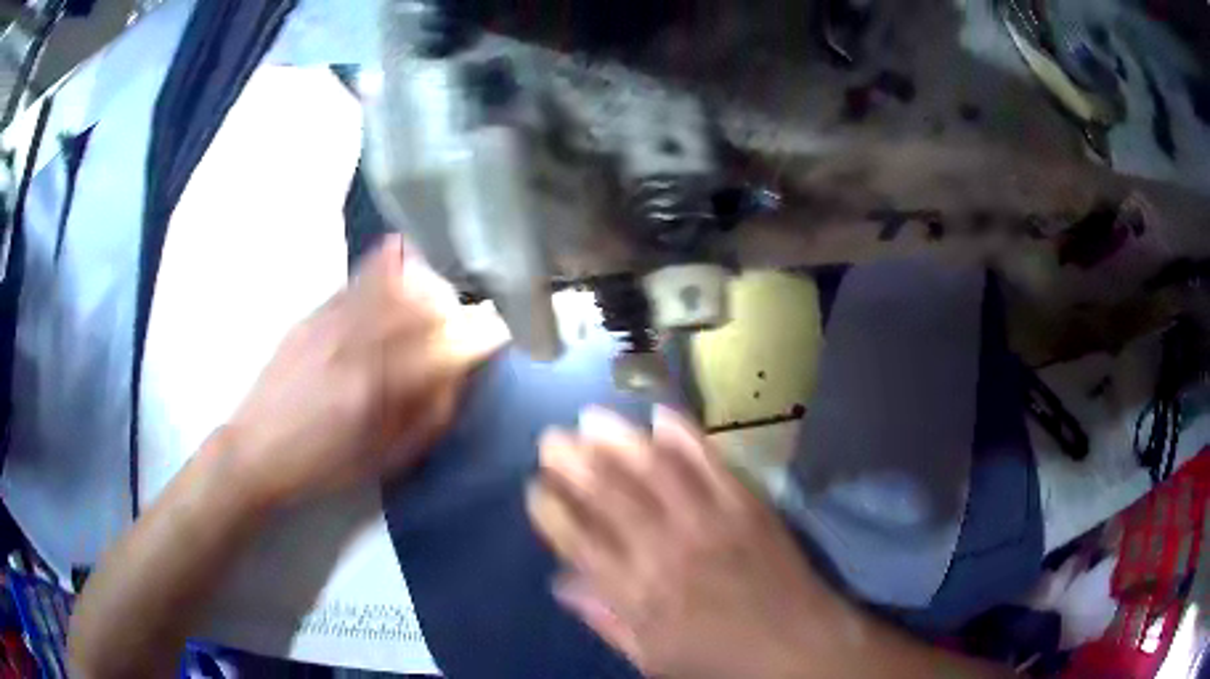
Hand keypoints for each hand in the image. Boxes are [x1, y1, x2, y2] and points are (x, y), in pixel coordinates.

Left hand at [224, 235, 505, 507]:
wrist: (255, 450)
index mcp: (375, 390)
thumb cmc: (321, 466)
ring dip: (423, 284)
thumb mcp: (382, 461)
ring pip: (390, 283)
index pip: (441, 348)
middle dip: (453, 306)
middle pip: (419, 305)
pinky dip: (387, 268)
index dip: (478, 336)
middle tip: (465, 317)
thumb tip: (458, 378)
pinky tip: (400, 267)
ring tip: (436, 294)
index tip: (498, 333)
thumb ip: (427, 419)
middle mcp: (354, 346)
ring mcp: (331, 324)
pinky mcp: (313, 314)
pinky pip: (358, 279)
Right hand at [527, 406, 860, 678]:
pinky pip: (710, 462)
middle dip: (573, 462)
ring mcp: (709, 521)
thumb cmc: (719, 661)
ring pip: (654, 469)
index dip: (553, 511)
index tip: (536, 489)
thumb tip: (560, 585)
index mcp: (638, 593)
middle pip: (609, 495)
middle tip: (551, 439)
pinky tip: (662, 415)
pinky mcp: (746, 504)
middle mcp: (666, 549)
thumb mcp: (651, 659)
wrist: (796, 647)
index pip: (580, 541)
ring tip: (591, 417)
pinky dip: (685, 435)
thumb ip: (604, 620)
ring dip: (618, 439)